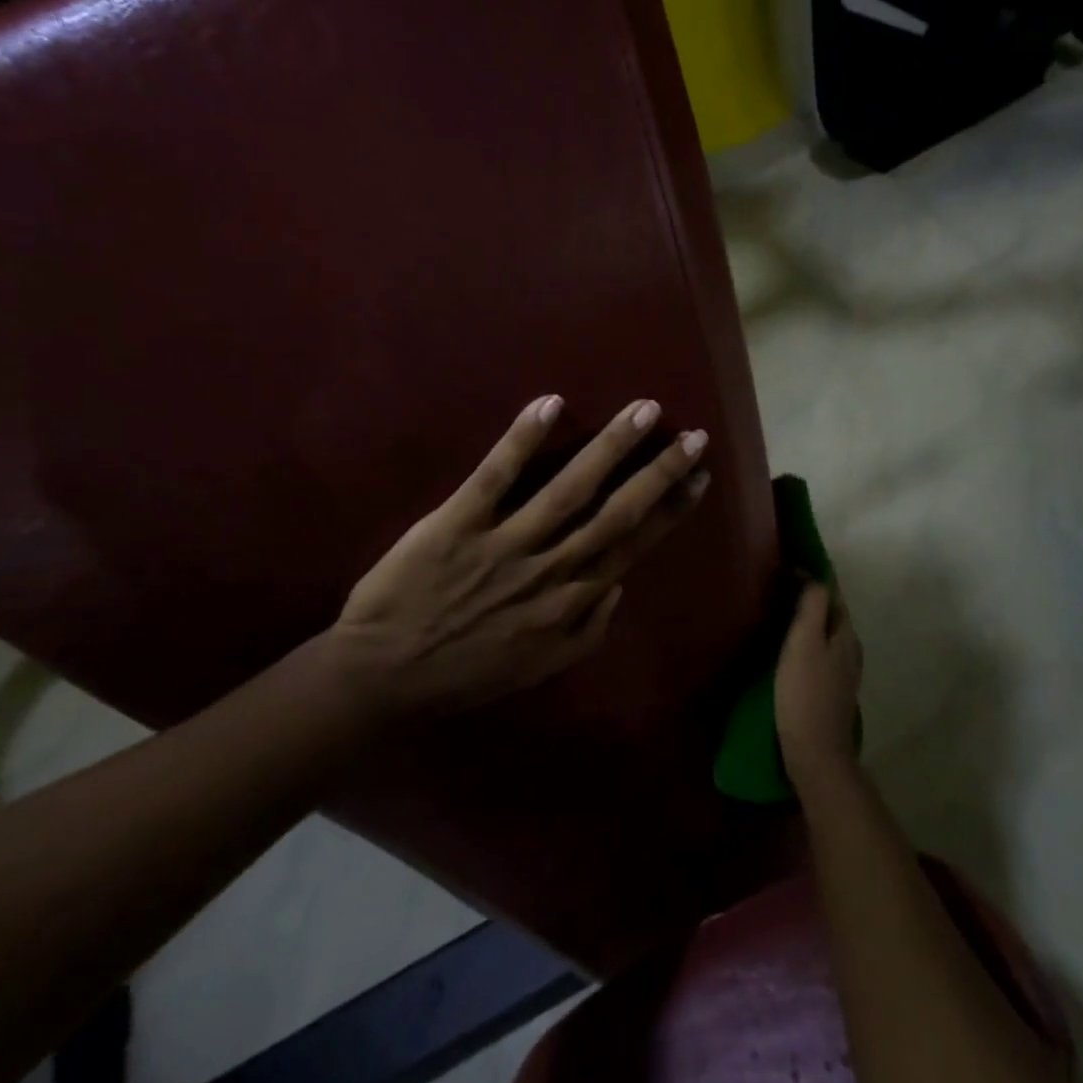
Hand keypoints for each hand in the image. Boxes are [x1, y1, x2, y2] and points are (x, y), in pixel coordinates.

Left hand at [328, 394, 708, 720]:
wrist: (383, 677)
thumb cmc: (463, 673)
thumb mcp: (537, 669)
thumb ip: (585, 632)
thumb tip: (618, 587)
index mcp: (569, 601)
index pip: (633, 545)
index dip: (671, 509)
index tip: (698, 476)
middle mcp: (548, 568)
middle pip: (615, 512)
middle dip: (658, 472)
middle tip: (691, 436)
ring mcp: (504, 543)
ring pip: (568, 489)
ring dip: (610, 447)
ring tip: (643, 410)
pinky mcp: (458, 523)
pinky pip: (495, 476)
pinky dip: (523, 439)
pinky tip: (551, 404)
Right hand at [774, 581, 863, 788]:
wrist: (815, 752)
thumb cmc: (805, 693)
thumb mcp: (804, 642)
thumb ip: (811, 606)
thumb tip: (814, 575)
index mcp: (845, 634)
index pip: (833, 593)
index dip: (814, 575)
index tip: (788, 562)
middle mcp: (850, 649)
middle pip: (831, 612)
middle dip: (810, 595)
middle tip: (779, 582)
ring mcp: (843, 672)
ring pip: (826, 633)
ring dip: (808, 618)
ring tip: (779, 609)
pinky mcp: (831, 689)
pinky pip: (820, 651)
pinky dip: (806, 639)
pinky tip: (787, 646)